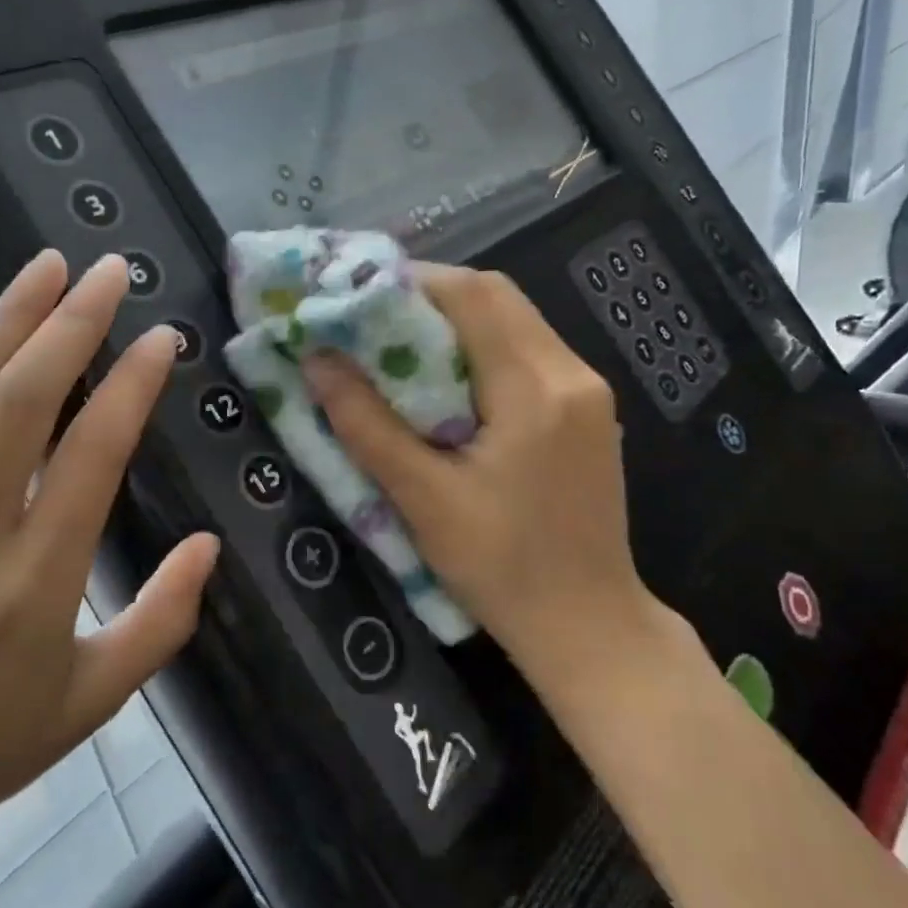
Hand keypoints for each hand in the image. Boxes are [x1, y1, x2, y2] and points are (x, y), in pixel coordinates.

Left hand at [0, 251, 218, 864]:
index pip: (92, 456)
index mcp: (36, 583)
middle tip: (109, 271)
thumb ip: (163, 618)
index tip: (162, 338)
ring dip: (5, 321)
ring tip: (46, 268)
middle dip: (71, 325)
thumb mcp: (100, 698)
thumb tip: (206, 544)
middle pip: (20, 403)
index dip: (131, 386)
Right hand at [304, 264, 680, 687]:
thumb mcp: (423, 500)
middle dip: (431, 295)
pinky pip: (529, 352)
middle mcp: (571, 374)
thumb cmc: (502, 570)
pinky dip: (482, 347)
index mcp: (535, 390)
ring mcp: (588, 391)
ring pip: (515, 321)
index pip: (475, 296)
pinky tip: (447, 379)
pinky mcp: (588, 412)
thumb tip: (317, 361)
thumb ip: (367, 425)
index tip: (358, 295)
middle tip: (372, 318)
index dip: (413, 281)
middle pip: (498, 297)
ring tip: (399, 344)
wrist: (589, 626)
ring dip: (456, 320)